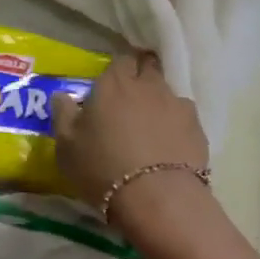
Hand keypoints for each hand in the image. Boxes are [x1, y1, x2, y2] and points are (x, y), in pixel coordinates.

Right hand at [51, 52, 207, 218]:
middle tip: (130, 99)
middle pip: (148, 68)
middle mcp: (148, 86)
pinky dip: (176, 125)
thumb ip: (63, 114)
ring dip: (158, 102)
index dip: (117, 70)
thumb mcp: (66, 145)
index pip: (120, 60)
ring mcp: (177, 104)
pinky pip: (184, 117)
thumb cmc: (102, 168)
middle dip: (141, 76)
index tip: (111, 84)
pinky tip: (169, 144)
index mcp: (114, 84)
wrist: (157, 198)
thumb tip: (61, 96)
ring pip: (167, 93)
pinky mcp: (198, 128)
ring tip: (150, 127)